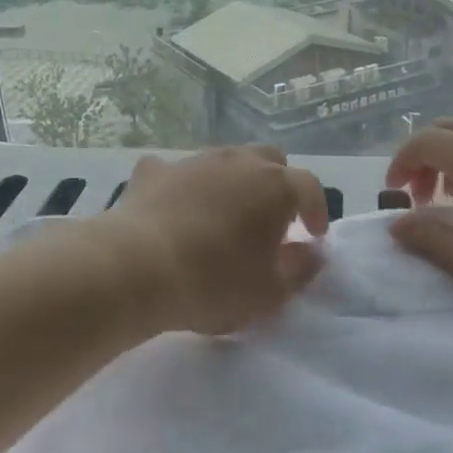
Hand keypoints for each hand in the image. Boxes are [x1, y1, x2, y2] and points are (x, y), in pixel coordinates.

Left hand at [102, 145, 330, 335]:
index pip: (309, 186)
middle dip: (277, 184)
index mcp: (275, 187)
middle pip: (269, 159)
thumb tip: (311, 252)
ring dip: (233, 182)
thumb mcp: (270, 292)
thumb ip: (300, 269)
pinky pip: (179, 171)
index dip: (316, 209)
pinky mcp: (155, 169)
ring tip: (225, 215)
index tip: (314, 235)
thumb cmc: (214, 283)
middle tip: (272, 219)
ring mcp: (194, 160)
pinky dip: (185, 187)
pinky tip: (176, 209)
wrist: (136, 267)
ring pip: (225, 160)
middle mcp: (238, 161)